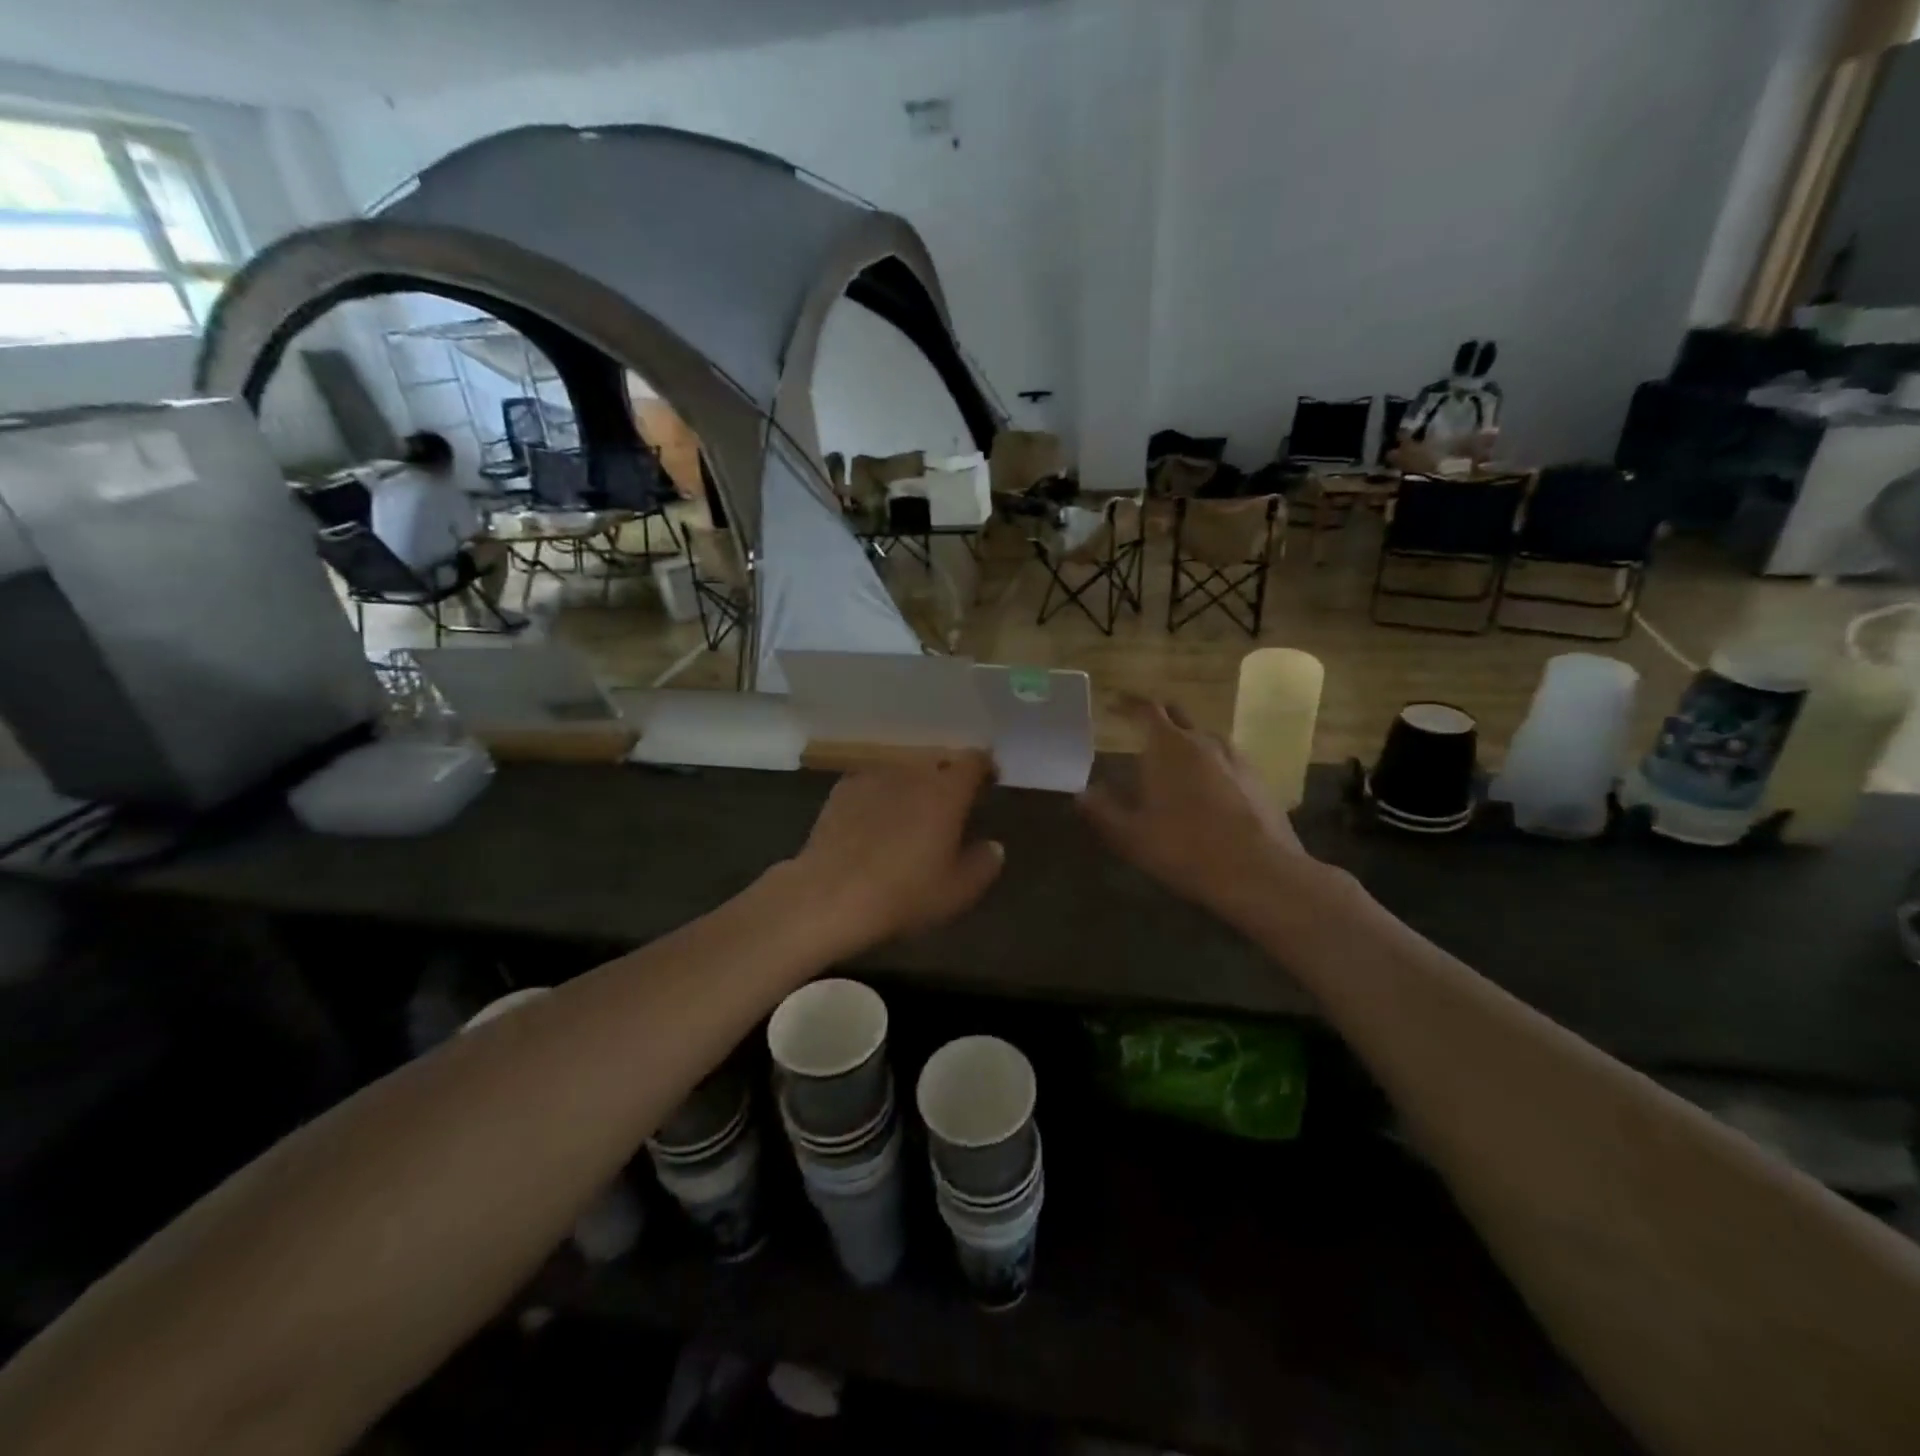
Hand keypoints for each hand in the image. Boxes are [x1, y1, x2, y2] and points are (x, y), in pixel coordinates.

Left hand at [776, 752, 1004, 958]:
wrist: (830, 895)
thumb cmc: (903, 894)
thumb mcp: (957, 892)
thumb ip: (984, 864)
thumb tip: (993, 846)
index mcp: (947, 791)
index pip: (974, 760)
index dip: (984, 768)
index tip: (987, 785)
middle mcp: (912, 772)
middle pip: (937, 762)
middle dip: (947, 778)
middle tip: (949, 807)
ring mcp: (873, 777)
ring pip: (903, 771)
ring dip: (912, 786)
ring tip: (909, 815)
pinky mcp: (842, 789)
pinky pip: (873, 783)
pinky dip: (881, 795)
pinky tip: (874, 822)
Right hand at [1079, 699, 1319, 927]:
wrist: (1259, 872)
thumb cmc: (1185, 848)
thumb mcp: (1131, 836)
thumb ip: (1102, 811)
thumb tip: (1082, 793)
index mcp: (1168, 746)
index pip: (1146, 709)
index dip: (1127, 704)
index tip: (1114, 704)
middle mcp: (1204, 741)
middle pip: (1177, 715)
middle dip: (1157, 717)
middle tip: (1140, 730)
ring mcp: (1236, 758)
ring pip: (1204, 737)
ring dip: (1185, 742)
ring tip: (1172, 765)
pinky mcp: (1258, 779)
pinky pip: (1226, 760)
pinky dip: (1209, 764)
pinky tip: (1205, 791)